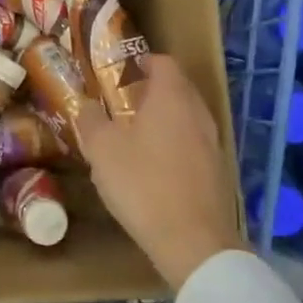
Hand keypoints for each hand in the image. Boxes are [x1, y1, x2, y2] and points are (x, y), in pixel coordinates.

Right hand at [76, 56, 246, 291]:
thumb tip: (85, 104)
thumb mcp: (102, 150)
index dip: (140, 62)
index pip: (163, 62)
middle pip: (177, 88)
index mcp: (172, 97)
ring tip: (134, 136)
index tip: (117, 72)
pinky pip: (193, 144)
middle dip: (150, 91)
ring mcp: (213, 142)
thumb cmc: (142, 184)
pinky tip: (154, 168)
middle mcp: (198, 112)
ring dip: (163, 119)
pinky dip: (174, 145)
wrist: (193, 240)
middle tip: (120, 104)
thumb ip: (91, 120)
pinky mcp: (218, 170)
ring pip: (186, 117)